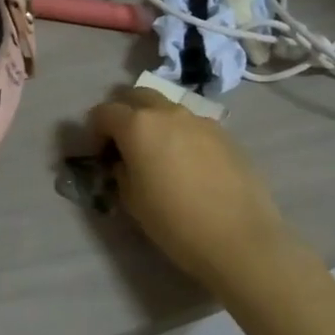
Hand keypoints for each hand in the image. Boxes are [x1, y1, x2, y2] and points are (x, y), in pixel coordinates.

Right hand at [88, 87, 301, 294]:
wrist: (239, 238)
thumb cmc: (174, 222)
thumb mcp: (131, 200)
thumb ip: (121, 170)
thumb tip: (124, 161)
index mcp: (138, 126)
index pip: (104, 112)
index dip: (95, 131)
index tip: (100, 155)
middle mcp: (168, 113)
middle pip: (137, 96)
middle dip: (124, 114)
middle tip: (124, 144)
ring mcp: (200, 120)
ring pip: (167, 108)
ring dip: (154, 122)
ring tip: (158, 155)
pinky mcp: (225, 135)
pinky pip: (192, 125)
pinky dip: (181, 135)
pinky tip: (188, 165)